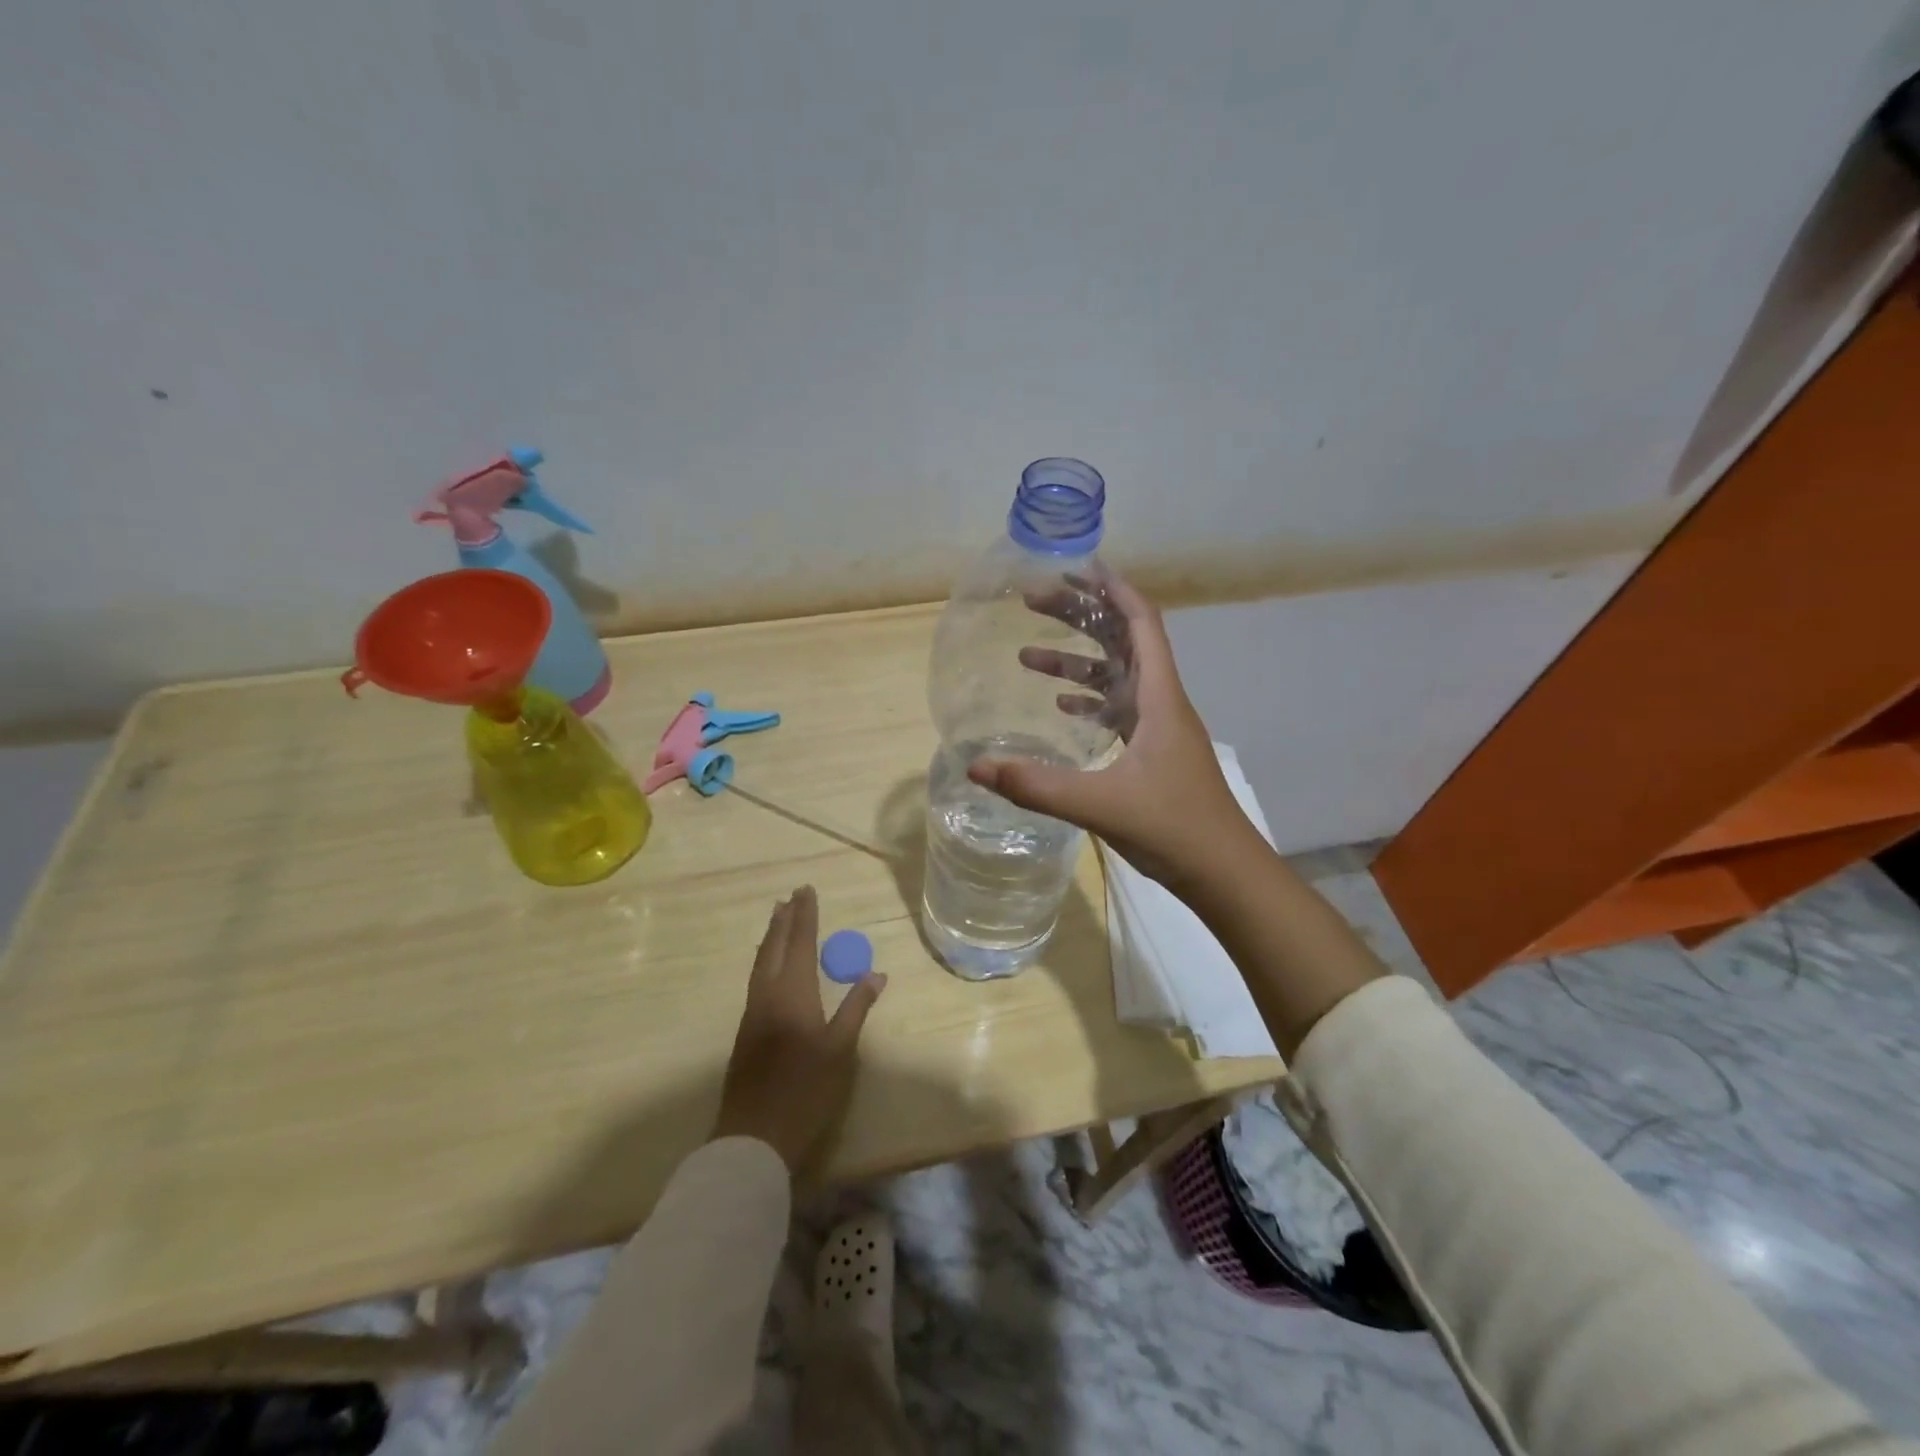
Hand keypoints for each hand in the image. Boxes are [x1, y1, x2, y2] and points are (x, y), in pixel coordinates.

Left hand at [710, 887, 885, 1175]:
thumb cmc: (804, 1091)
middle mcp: (768, 994)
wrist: (753, 1136)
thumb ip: (856, 1008)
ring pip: (761, 962)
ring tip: (778, 919)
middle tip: (790, 896)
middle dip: (783, 920)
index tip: (806, 890)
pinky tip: (770, 965)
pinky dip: (765, 959)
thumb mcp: (840, 1050)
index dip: (804, 916)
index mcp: (793, 993)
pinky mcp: (746, 1031)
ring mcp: (752, 1013)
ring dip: (771, 937)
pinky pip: (756, 978)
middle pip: (774, 947)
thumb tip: (876, 974)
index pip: (799, 943)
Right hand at [968, 574, 1256, 887]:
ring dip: (1075, 663)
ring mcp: (1158, 730)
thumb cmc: (1173, 828)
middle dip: (1080, 617)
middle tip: (1033, 601)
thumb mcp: (1101, 805)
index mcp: (1158, 698)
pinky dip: (1088, 701)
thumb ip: (1037, 786)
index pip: (1141, 624)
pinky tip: (1061, 708)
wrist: (1224, 873)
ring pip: (1115, 679)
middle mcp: (1160, 703)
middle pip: (1121, 642)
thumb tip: (975, 766)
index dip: (1113, 589)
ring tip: (1025, 657)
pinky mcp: (1152, 754)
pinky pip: (1116, 712)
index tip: (1078, 566)